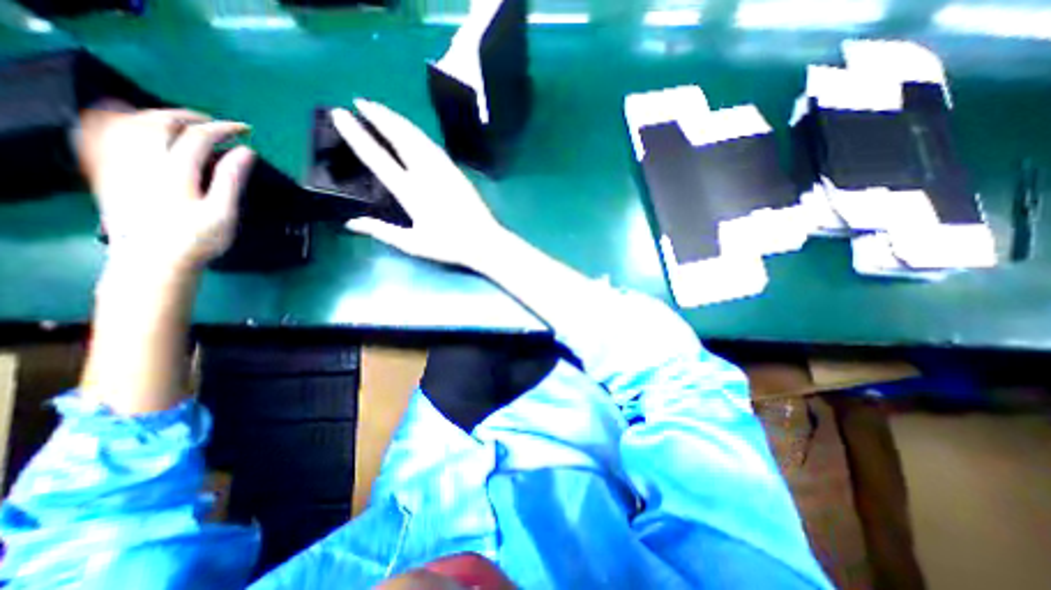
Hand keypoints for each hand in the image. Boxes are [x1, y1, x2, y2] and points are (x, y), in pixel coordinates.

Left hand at [76, 106, 254, 271]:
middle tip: (217, 124)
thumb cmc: (197, 240)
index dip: (225, 129)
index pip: (199, 136)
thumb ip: (231, 179)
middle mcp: (141, 161)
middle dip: (192, 117)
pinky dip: (114, 119)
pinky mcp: (106, 172)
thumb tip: (246, 152)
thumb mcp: (223, 212)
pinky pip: (98, 133)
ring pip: (127, 122)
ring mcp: (118, 164)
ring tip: (181, 121)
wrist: (152, 261)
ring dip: (158, 114)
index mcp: (176, 172)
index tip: (245, 131)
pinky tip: (127, 119)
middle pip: (161, 122)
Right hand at [331, 100, 505, 266]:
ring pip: (417, 137)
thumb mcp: (413, 244)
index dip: (357, 135)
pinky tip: (412, 132)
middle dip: (379, 116)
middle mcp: (426, 174)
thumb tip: (351, 223)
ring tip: (381, 110)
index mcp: (411, 192)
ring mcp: (444, 169)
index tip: (339, 114)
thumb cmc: (449, 245)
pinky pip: (432, 145)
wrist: (484, 241)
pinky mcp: (456, 171)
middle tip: (360, 101)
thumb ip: (382, 231)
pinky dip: (416, 133)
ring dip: (398, 120)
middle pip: (400, 137)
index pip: (378, 158)